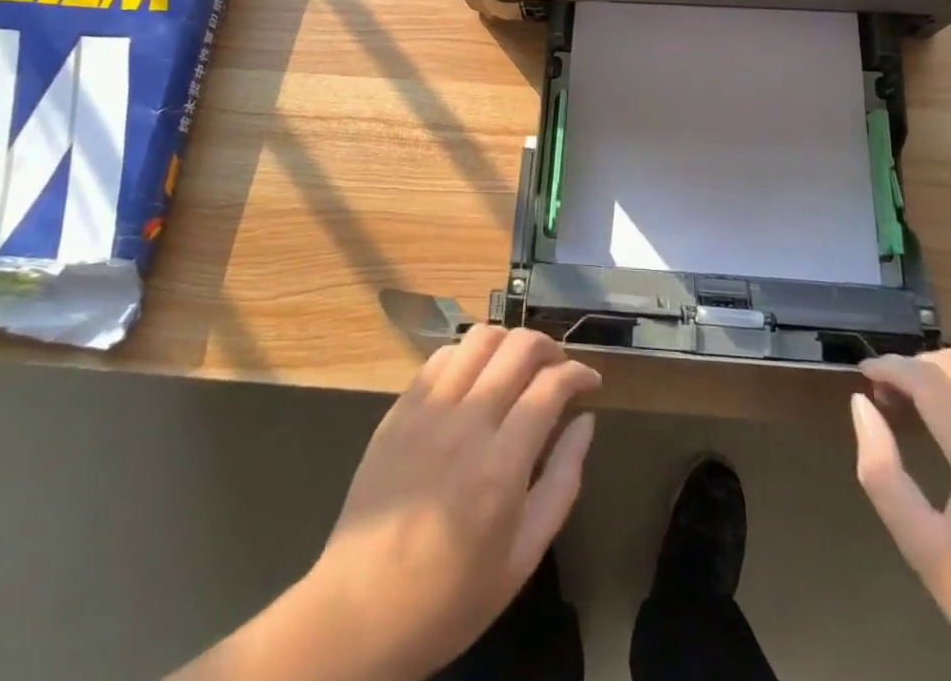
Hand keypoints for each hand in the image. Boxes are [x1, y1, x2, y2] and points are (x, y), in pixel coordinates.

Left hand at [310, 326, 600, 678]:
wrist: (359, 611)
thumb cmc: (450, 597)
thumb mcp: (522, 557)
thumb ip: (562, 482)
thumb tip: (586, 422)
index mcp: (502, 463)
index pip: (551, 385)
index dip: (579, 373)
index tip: (591, 381)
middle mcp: (466, 421)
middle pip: (519, 347)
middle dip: (550, 347)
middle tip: (559, 369)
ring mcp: (428, 409)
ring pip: (480, 338)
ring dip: (510, 341)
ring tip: (519, 365)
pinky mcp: (400, 408)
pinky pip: (441, 356)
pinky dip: (469, 353)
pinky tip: (476, 377)